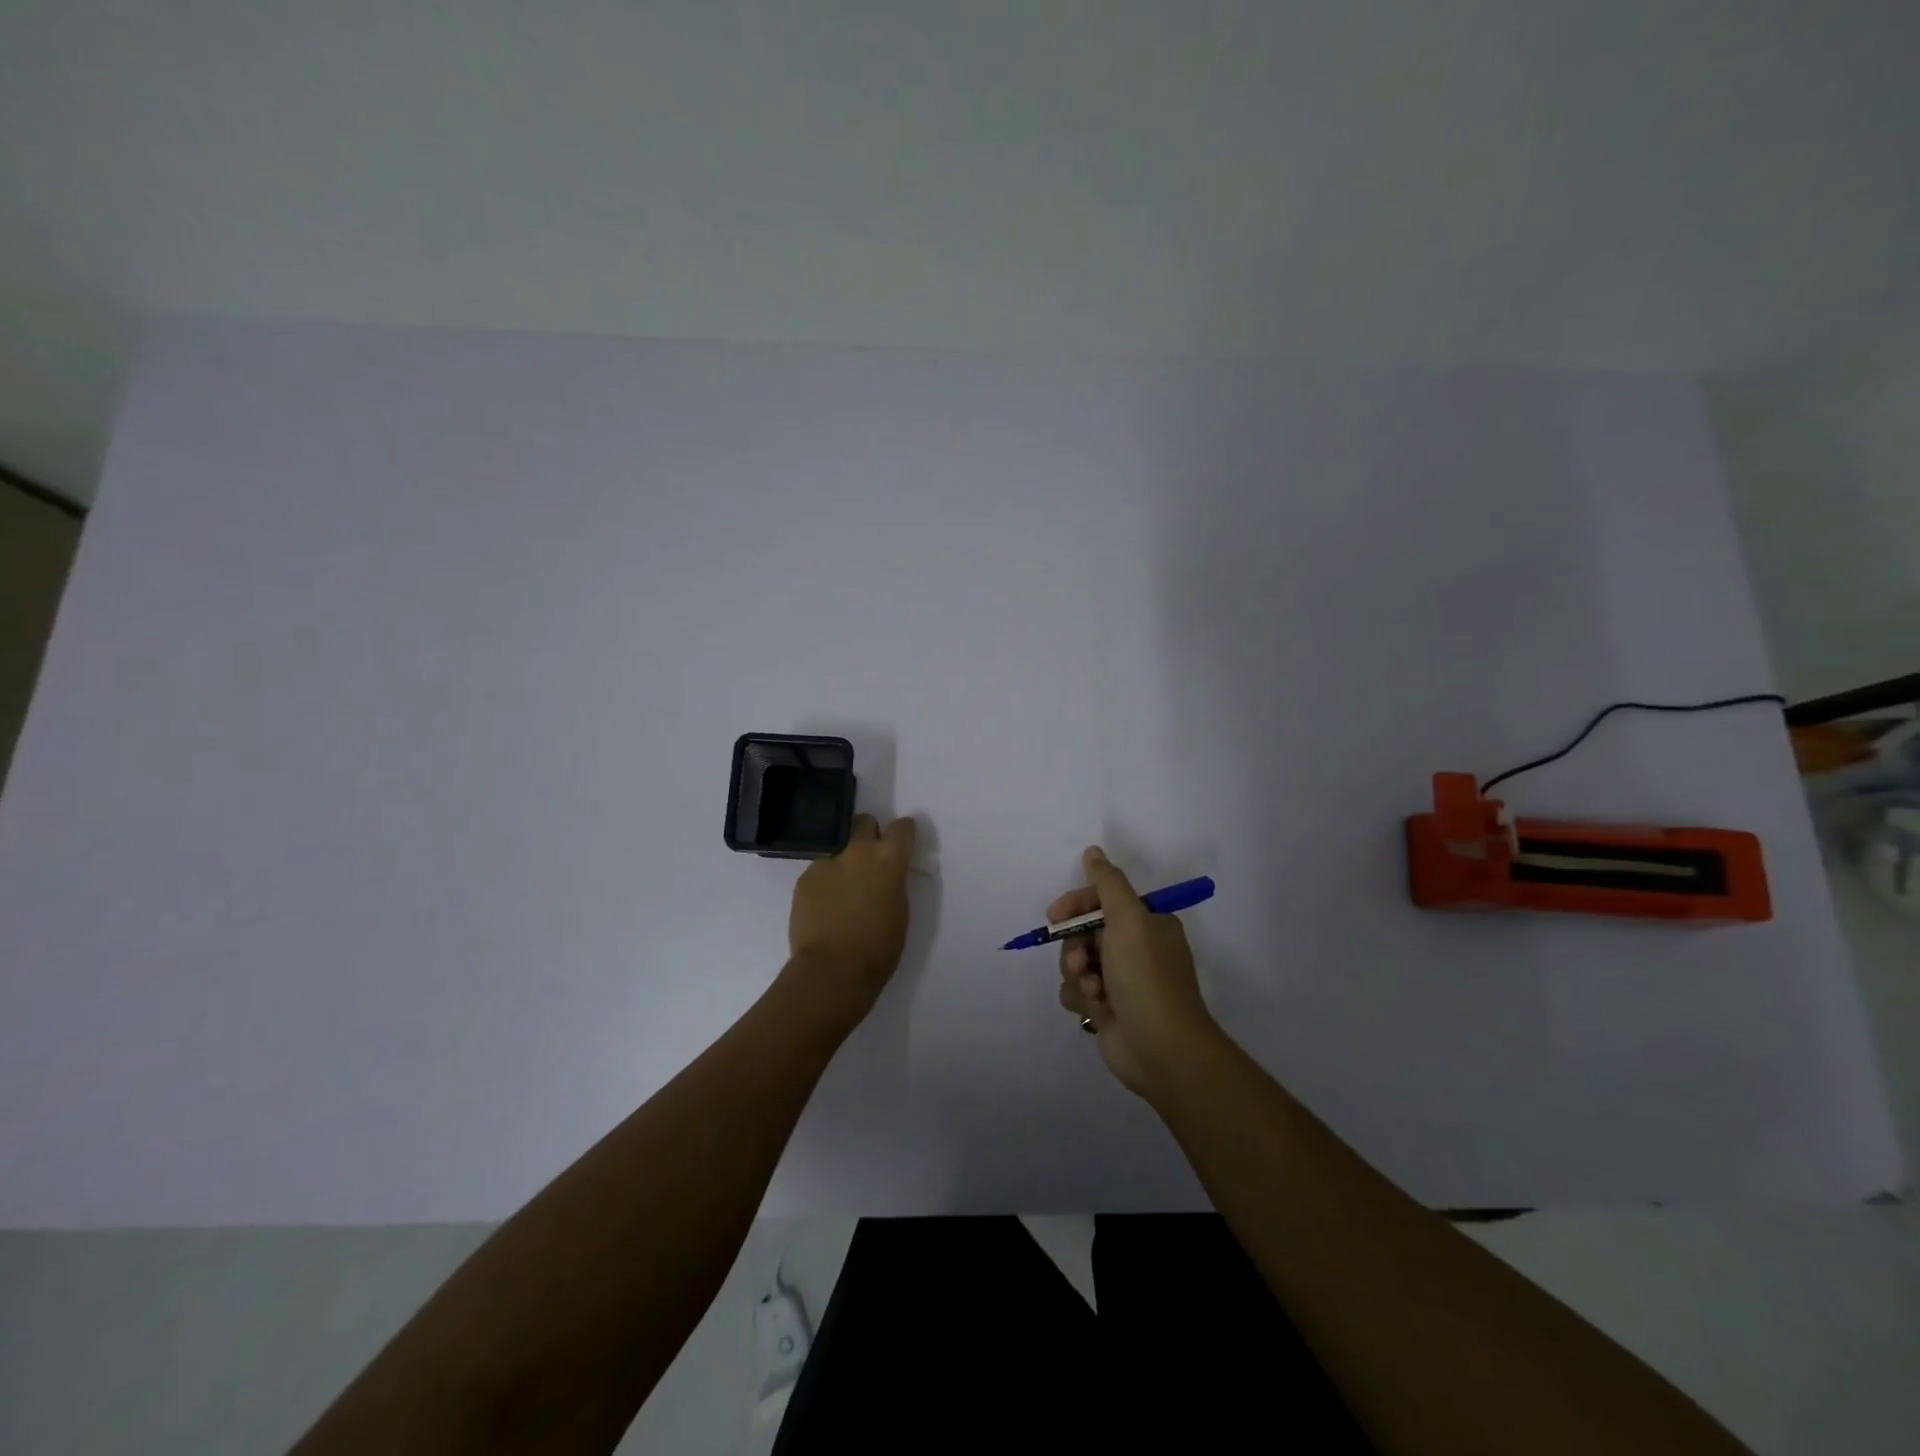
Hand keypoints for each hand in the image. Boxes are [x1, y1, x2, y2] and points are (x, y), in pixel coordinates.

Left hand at [786, 813, 917, 1028]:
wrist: (832, 970)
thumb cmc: (879, 948)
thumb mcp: (900, 911)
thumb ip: (893, 883)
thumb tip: (884, 877)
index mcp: (889, 859)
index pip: (902, 827)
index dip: (903, 834)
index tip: (901, 844)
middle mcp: (858, 851)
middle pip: (864, 822)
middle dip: (868, 834)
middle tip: (868, 860)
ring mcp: (827, 862)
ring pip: (837, 848)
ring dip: (843, 862)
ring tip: (841, 892)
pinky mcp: (804, 878)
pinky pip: (818, 871)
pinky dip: (823, 883)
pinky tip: (823, 907)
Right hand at [1055, 846, 1220, 1096]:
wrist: (1161, 1049)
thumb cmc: (1146, 977)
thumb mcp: (1129, 919)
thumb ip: (1107, 883)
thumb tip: (1093, 851)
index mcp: (1148, 924)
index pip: (1103, 901)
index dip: (1077, 906)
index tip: (1056, 915)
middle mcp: (1135, 949)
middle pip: (1084, 933)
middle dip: (1075, 947)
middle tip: (1081, 961)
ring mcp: (1121, 981)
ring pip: (1076, 963)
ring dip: (1077, 975)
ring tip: (1094, 991)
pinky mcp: (1107, 1009)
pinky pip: (1077, 991)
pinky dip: (1081, 998)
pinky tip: (1096, 1009)